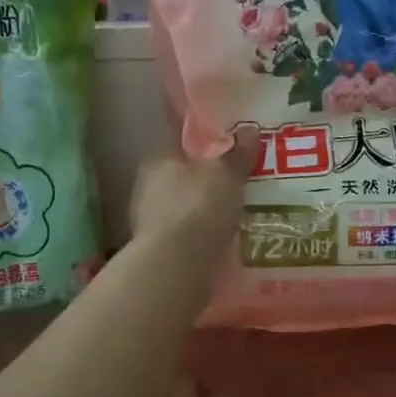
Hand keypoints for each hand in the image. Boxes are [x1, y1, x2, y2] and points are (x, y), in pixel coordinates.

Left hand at [130, 125, 257, 261]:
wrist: (175, 267)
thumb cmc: (197, 208)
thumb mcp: (225, 175)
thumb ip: (237, 154)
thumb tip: (249, 129)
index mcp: (157, 160)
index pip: (179, 143)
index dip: (202, 144)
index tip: (225, 148)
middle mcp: (146, 188)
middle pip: (181, 178)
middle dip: (205, 181)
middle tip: (237, 184)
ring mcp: (149, 223)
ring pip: (183, 209)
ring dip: (203, 212)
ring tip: (235, 216)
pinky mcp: (157, 252)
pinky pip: (186, 238)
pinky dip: (201, 238)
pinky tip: (223, 243)